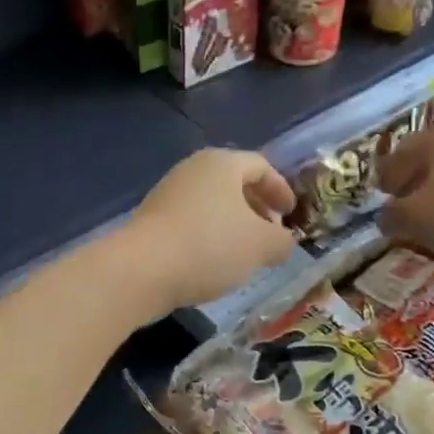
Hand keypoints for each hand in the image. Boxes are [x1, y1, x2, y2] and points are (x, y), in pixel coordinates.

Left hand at [120, 149, 297, 314]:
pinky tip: (214, 263)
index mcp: (222, 164)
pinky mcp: (152, 221)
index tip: (291, 214)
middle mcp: (193, 170)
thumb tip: (282, 242)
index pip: (261, 166)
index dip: (281, 189)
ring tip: (245, 254)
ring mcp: (168, 194)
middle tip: (271, 234)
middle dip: (257, 208)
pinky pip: (191, 222)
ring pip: (212, 204)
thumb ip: (281, 241)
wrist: (142, 269)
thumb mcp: (261, 245)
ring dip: (233, 225)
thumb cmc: (210, 246)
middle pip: (234, 183)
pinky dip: (209, 236)